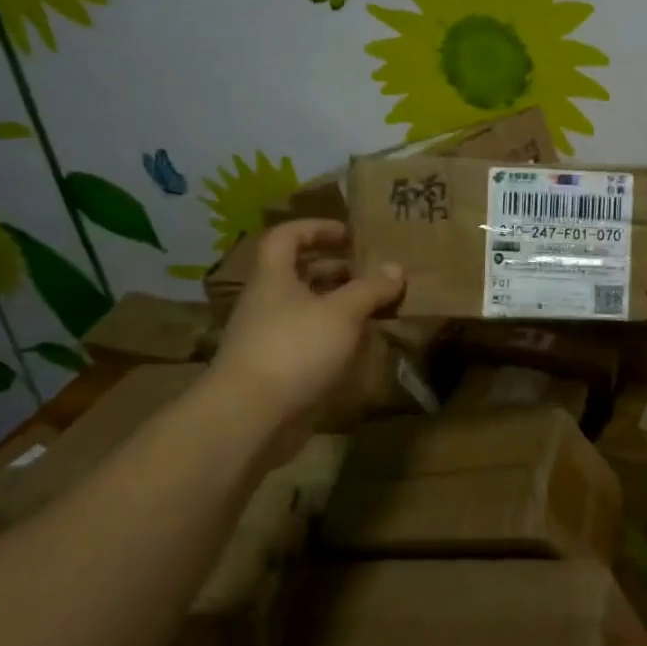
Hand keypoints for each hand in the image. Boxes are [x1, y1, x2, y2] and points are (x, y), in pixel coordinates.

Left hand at [207, 220, 404, 431]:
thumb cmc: (294, 349)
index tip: (348, 234)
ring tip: (376, 310)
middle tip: (372, 274)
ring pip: (308, 312)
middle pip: (299, 275)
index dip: (315, 228)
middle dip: (337, 270)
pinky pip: (310, 344)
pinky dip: (335, 341)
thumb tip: (396, 268)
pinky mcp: (279, 371)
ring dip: (340, 307)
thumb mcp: (341, 313)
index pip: (286, 237)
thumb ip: (370, 289)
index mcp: (274, 278)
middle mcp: (267, 304)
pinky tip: (362, 349)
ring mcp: (270, 339)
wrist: (250, 417)